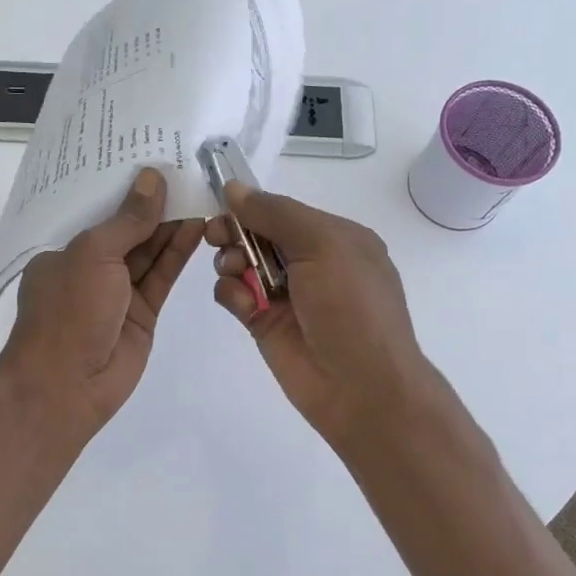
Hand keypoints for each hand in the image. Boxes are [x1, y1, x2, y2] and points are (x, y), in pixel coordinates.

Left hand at [0, 168, 203, 443]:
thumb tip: (153, 178)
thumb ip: (128, 219)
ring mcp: (117, 290)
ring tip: (201, 190)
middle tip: (187, 167)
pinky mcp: (143, 311)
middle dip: (153, 202)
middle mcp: (89, 266)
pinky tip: (199, 225)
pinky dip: (179, 252)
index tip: (150, 154)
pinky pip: (162, 275)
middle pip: (126, 227)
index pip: (95, 208)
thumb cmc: (68, 311)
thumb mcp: (93, 254)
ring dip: (172, 224)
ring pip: (149, 250)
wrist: (67, 387)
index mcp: (63, 248)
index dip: (122, 184)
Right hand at [207, 184, 444, 455]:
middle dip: (234, 231)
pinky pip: (234, 296)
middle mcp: (310, 263)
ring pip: (241, 263)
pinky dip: (230, 293)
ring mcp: (285, 294)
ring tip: (234, 272)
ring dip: (230, 261)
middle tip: (215, 236)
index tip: (221, 202)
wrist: (361, 387)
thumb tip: (234, 188)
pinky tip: (242, 304)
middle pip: (257, 234)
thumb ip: (276, 214)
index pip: (283, 210)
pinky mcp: (264, 323)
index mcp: (335, 238)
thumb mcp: (323, 245)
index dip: (251, 205)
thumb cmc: (351, 307)